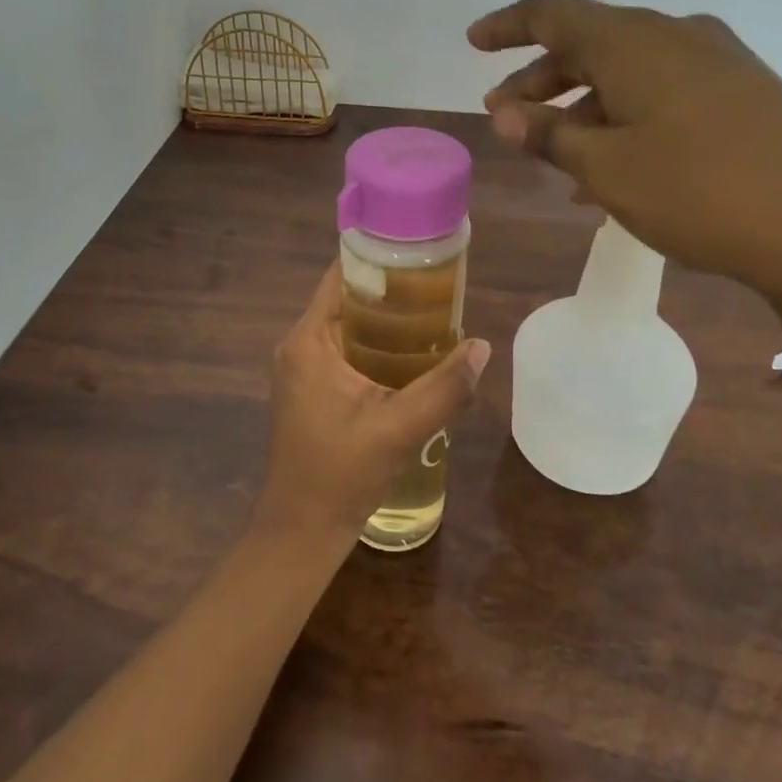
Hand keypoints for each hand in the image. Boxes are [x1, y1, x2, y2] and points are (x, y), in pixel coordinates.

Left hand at [255, 263, 489, 547]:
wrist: (301, 529)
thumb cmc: (341, 474)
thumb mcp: (399, 429)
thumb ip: (444, 388)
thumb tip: (482, 347)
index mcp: (308, 341)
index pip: (340, 276)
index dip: (377, 257)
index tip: (418, 252)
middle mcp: (299, 346)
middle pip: (345, 299)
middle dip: (390, 290)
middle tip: (438, 286)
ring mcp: (302, 369)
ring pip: (347, 326)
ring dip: (384, 320)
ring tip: (433, 314)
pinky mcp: (310, 390)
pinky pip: (344, 350)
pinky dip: (374, 345)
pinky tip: (410, 355)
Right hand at [470, 0, 781, 303]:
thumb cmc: (700, 192)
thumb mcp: (606, 169)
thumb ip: (548, 135)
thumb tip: (502, 113)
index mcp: (633, 42)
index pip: (552, 13)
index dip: (507, 26)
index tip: (473, 42)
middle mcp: (675, 36)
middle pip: (589, 42)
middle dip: (539, 77)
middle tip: (505, 115)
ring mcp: (717, 62)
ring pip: (627, 71)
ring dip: (582, 104)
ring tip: (554, 154)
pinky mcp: (745, 92)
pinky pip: (663, 92)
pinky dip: (625, 117)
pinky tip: (613, 167)